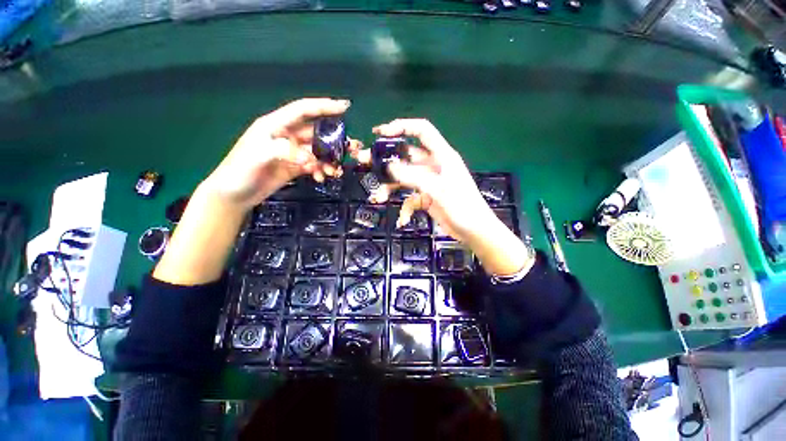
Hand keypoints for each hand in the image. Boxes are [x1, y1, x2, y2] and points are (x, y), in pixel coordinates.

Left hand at [203, 98, 360, 210]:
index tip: (344, 107)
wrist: (234, 195)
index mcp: (275, 125)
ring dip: (329, 160)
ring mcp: (292, 153)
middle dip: (334, 140)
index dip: (323, 106)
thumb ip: (284, 151)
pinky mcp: (294, 167)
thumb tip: (309, 158)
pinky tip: (322, 177)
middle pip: (316, 134)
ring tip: (335, 171)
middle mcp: (286, 136)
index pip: (303, 110)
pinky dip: (320, 170)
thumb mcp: (258, 156)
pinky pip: (314, 165)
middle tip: (351, 148)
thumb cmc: (240, 170)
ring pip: (317, 152)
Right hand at [356, 118, 533, 275]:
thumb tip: (390, 167)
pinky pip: (410, 199)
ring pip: (404, 179)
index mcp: (441, 156)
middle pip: (406, 156)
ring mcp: (429, 183)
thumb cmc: (463, 207)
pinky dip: (405, 208)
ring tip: (378, 197)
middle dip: (386, 159)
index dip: (401, 127)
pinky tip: (403, 220)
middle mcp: (433, 166)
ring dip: (391, 187)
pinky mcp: (426, 197)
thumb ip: (414, 177)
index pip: (421, 131)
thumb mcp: (438, 190)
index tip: (380, 133)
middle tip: (364, 160)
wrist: (474, 231)